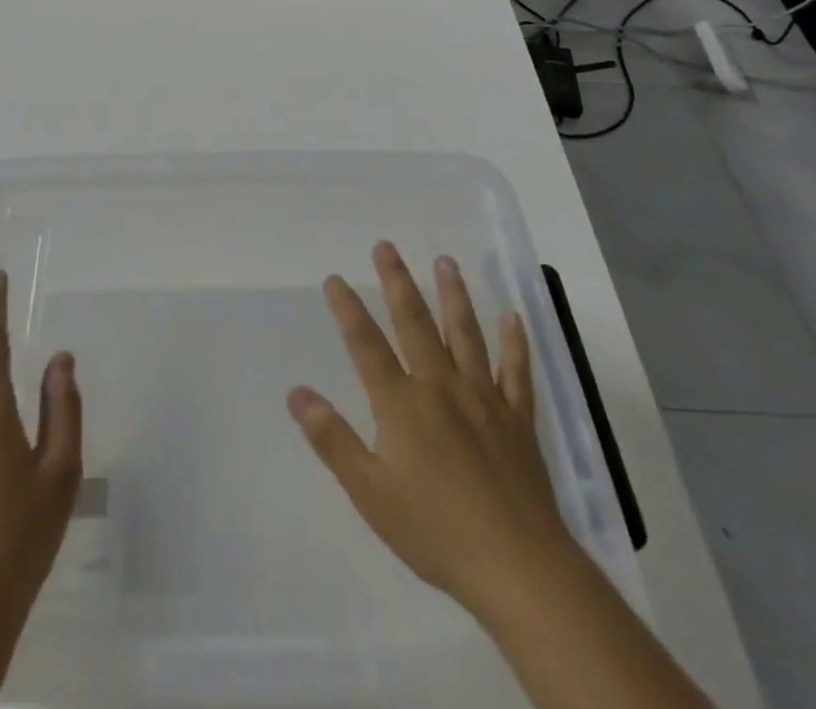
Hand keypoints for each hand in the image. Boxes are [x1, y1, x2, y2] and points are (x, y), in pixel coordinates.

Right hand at [287, 243, 571, 618]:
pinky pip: (517, 372)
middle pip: (415, 324)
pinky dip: (516, 344)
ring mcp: (484, 399)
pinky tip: (515, 318)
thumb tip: (296, 392)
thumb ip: (332, 440)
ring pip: (466, 335)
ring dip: (453, 295)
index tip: (335, 278)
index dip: (348, 309)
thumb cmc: (436, 532)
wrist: (519, 568)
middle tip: (386, 246)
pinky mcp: (518, 420)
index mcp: (402, 404)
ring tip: (445, 261)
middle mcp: (441, 387)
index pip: (366, 345)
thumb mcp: (370, 493)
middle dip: (398, 282)